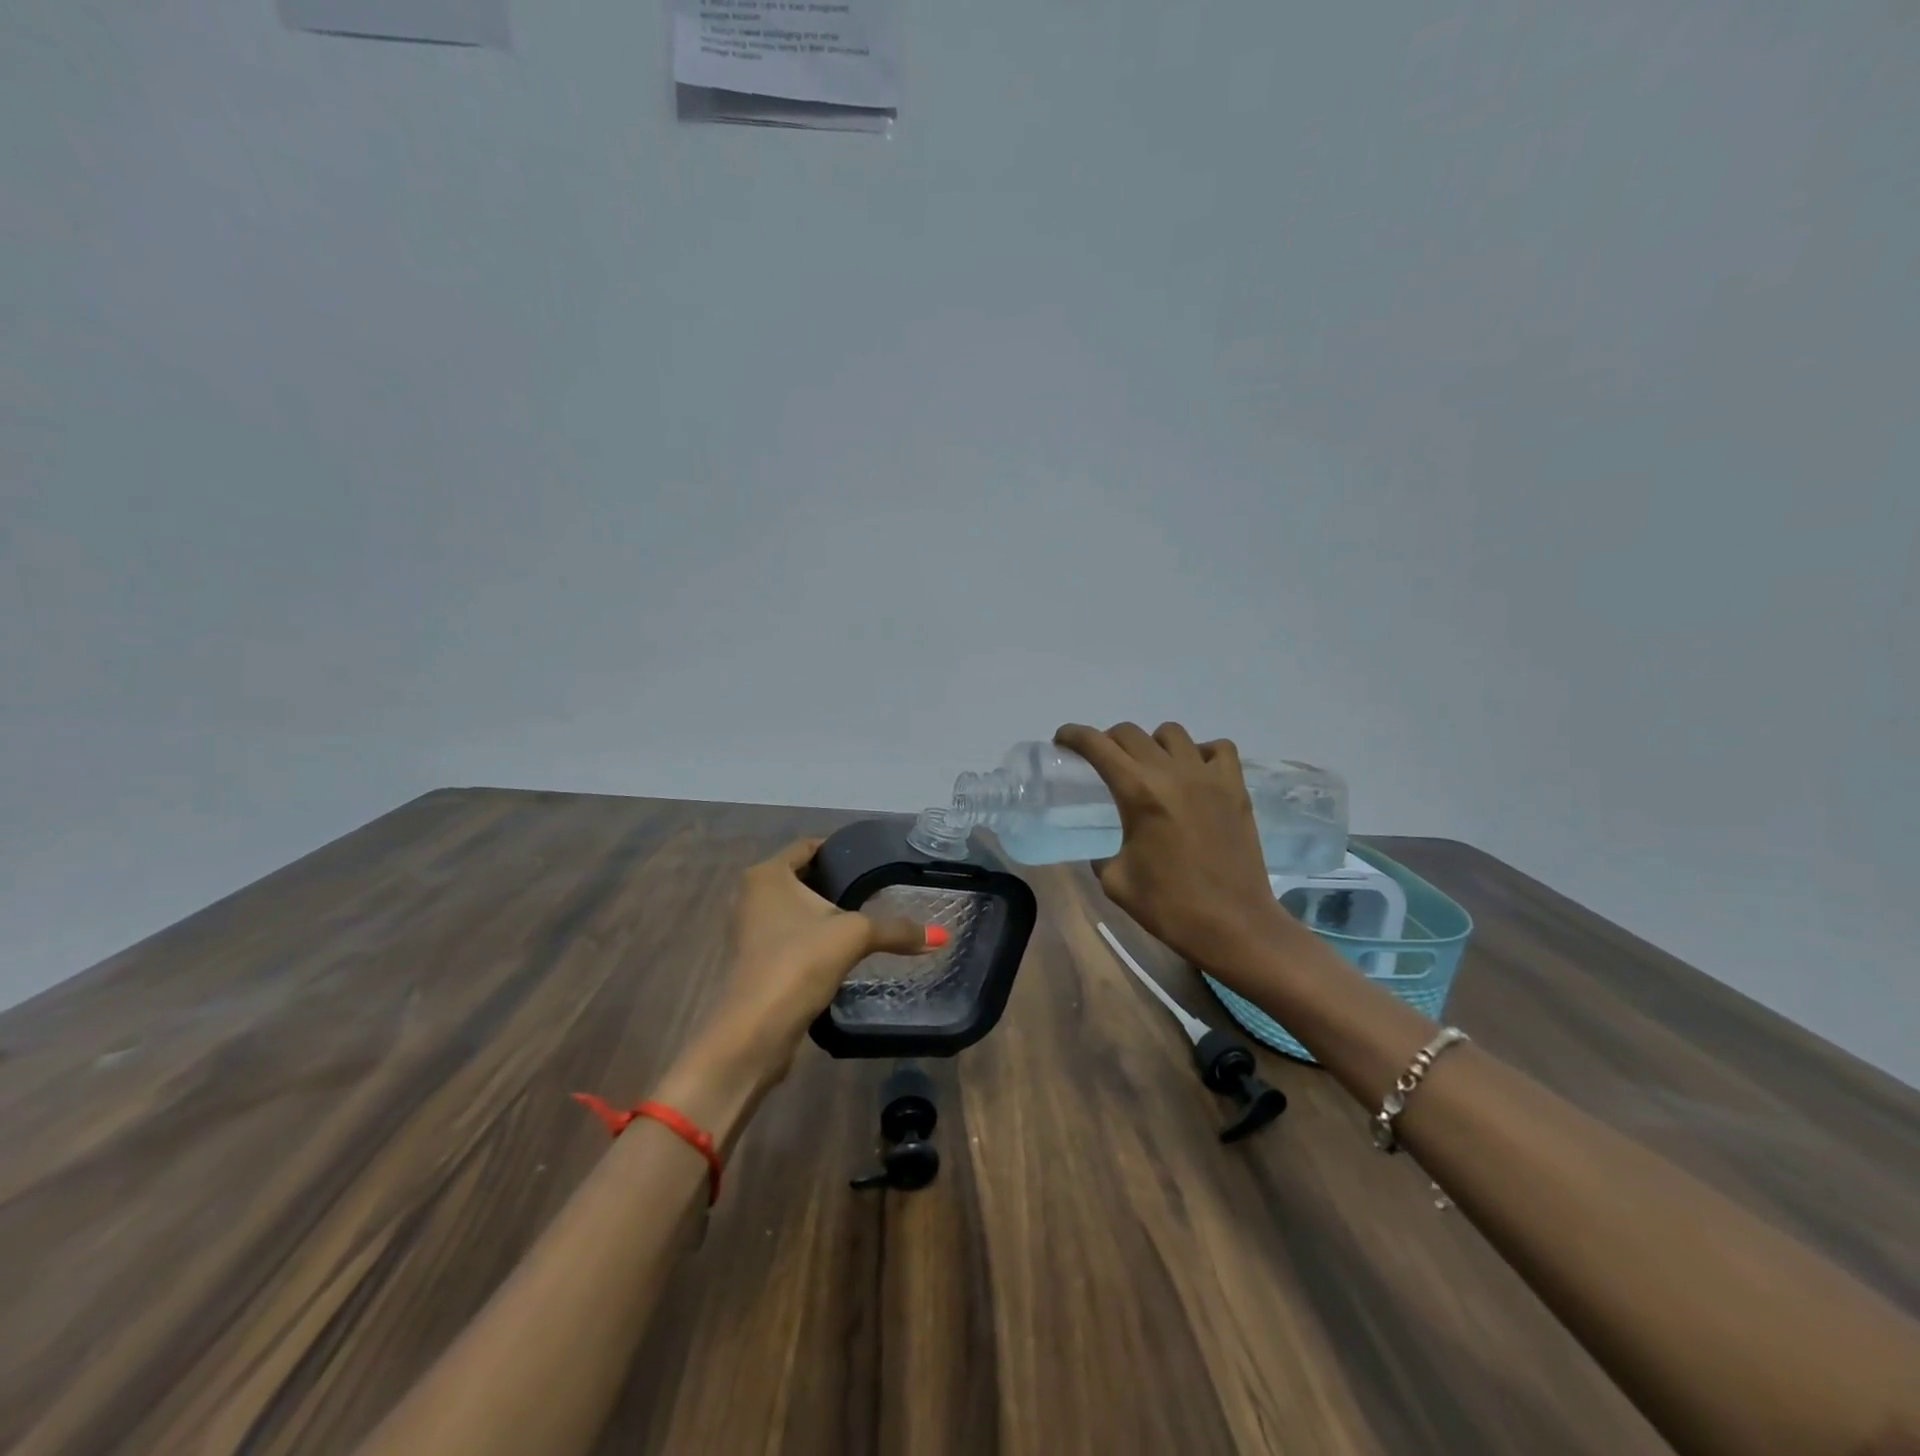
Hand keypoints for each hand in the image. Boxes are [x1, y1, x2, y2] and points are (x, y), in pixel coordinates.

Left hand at [703, 837, 939, 1083]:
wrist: (754, 1031)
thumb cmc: (798, 963)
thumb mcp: (854, 937)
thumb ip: (896, 930)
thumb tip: (941, 936)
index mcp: (767, 875)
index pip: (808, 846)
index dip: (839, 849)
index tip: (871, 860)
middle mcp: (751, 896)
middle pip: (800, 877)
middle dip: (834, 882)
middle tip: (874, 890)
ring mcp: (747, 930)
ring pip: (793, 910)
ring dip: (822, 914)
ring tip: (862, 919)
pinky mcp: (752, 962)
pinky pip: (788, 937)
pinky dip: (811, 939)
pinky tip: (840, 951)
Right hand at [1055, 722, 1289, 971]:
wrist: (1234, 926)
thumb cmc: (1170, 906)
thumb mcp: (1115, 881)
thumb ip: (1102, 853)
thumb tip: (1102, 847)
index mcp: (1138, 793)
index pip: (1098, 745)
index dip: (1074, 735)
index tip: (1062, 739)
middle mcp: (1173, 773)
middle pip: (1130, 733)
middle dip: (1107, 740)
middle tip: (1101, 761)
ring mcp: (1210, 777)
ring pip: (1173, 733)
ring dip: (1152, 744)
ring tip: (1149, 768)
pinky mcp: (1236, 789)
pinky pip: (1218, 749)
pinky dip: (1200, 752)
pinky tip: (1193, 774)